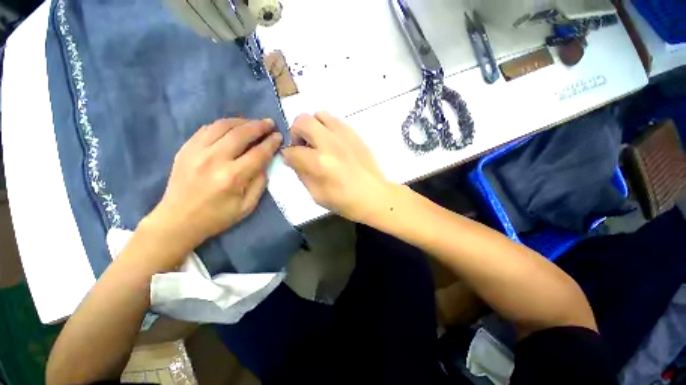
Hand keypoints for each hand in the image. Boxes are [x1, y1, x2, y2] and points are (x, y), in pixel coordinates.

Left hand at [145, 118, 281, 249]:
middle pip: (241, 134)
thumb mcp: (247, 206)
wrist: (178, 220)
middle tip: (270, 123)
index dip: (271, 143)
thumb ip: (259, 183)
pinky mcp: (185, 149)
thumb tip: (265, 163)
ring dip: (242, 121)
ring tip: (253, 123)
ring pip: (223, 126)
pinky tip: (232, 127)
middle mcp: (215, 159)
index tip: (279, 136)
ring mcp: (196, 151)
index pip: (258, 153)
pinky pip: (207, 129)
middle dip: (259, 126)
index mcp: (233, 177)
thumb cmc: (217, 216)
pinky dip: (223, 125)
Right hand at [282, 111, 393, 222]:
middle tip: (302, 147)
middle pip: (302, 121)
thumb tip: (293, 159)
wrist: (374, 196)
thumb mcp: (317, 195)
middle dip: (295, 133)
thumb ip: (302, 174)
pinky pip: (336, 121)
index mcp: (319, 162)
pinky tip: (332, 143)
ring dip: (313, 127)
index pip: (292, 151)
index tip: (291, 160)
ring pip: (319, 115)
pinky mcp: (355, 135)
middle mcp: (330, 143)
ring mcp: (344, 136)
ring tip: (317, 142)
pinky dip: (328, 128)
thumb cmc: (345, 201)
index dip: (287, 156)